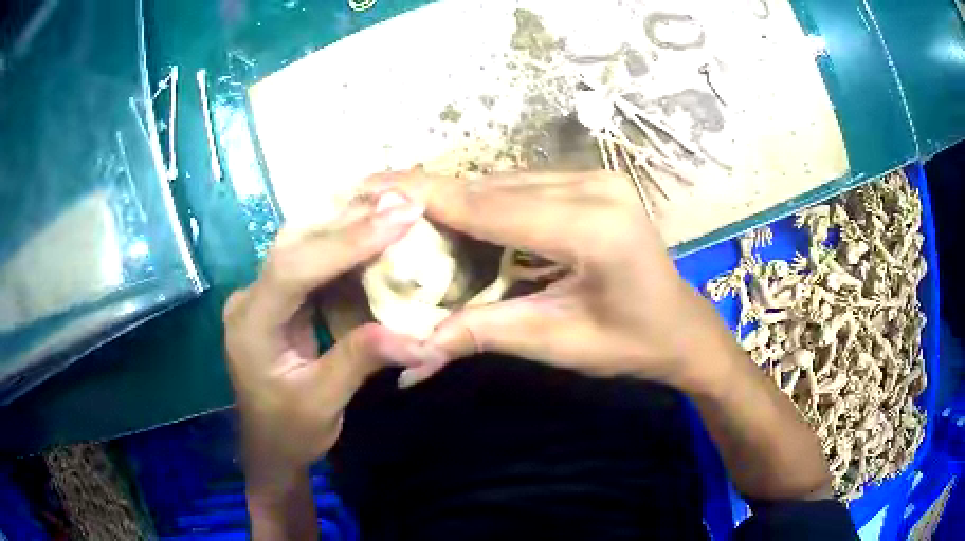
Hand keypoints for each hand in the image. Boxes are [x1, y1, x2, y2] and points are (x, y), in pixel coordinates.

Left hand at [223, 192, 445, 489]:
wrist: (269, 447)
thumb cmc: (289, 432)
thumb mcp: (323, 404)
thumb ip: (361, 362)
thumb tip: (421, 337)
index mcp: (251, 325)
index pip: (293, 269)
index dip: (345, 241)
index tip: (397, 219)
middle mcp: (250, 298)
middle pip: (296, 245)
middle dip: (350, 222)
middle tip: (403, 201)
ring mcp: (262, 296)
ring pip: (303, 246)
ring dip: (348, 226)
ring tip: (395, 207)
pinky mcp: (279, 300)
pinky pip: (311, 263)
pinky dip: (344, 247)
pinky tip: (374, 234)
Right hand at [370, 171, 736, 391]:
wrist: (681, 328)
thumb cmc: (631, 343)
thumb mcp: (559, 343)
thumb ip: (485, 333)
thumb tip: (415, 350)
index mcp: (594, 228)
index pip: (491, 208)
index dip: (426, 198)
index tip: (372, 186)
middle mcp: (596, 187)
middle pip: (495, 188)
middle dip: (433, 194)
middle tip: (375, 197)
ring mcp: (597, 179)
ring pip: (506, 183)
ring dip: (457, 197)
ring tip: (405, 207)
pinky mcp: (594, 183)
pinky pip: (526, 187)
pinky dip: (488, 201)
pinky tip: (457, 213)